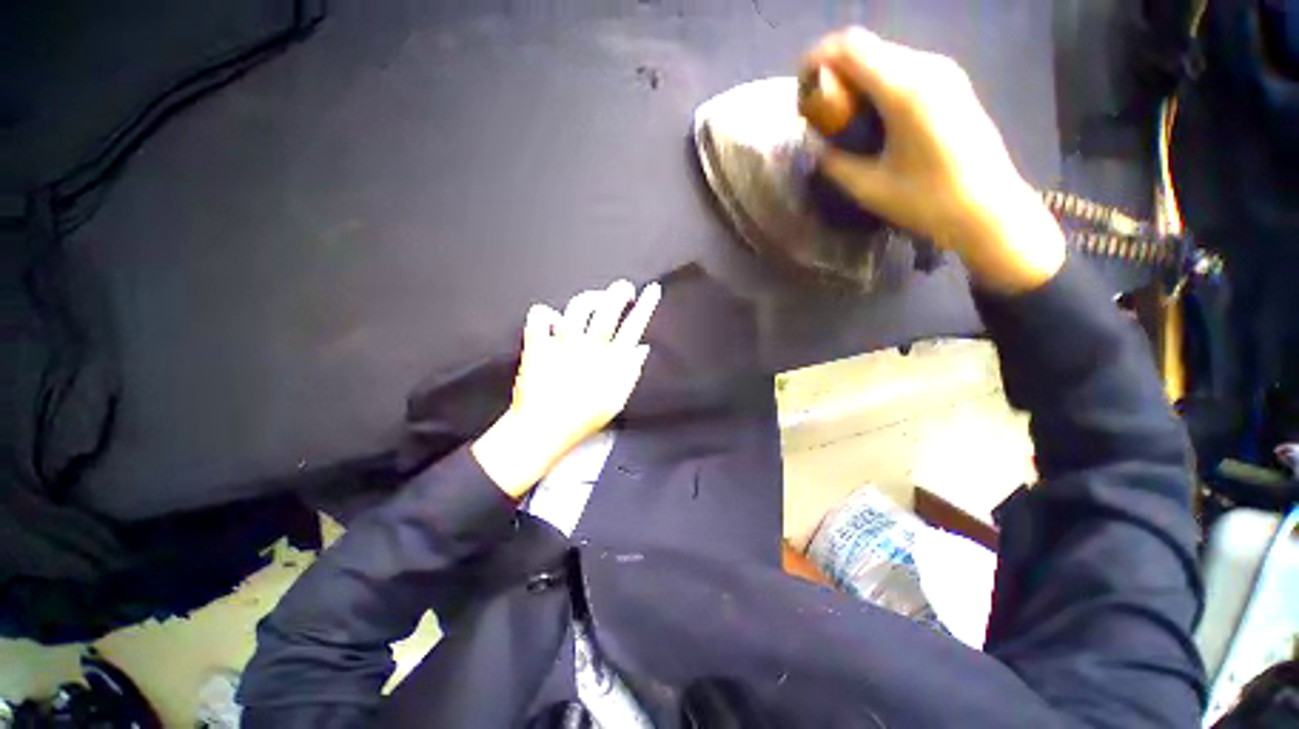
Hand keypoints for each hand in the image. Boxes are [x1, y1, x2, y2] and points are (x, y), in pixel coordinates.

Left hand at [471, 280, 660, 497]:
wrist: (542, 430)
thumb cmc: (583, 419)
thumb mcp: (617, 401)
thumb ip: (631, 372)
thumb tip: (642, 348)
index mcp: (610, 363)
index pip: (634, 327)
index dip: (646, 306)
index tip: (652, 290)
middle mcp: (588, 349)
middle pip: (607, 310)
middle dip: (619, 292)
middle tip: (624, 290)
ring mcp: (561, 346)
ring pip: (576, 308)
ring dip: (588, 299)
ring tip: (593, 302)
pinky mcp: (538, 346)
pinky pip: (539, 317)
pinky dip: (545, 314)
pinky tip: (553, 321)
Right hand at [804, 28, 1065, 292]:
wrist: (988, 209)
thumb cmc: (927, 201)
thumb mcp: (868, 188)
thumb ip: (834, 162)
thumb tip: (816, 147)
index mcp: (904, 90)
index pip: (851, 47)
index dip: (818, 58)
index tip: (801, 87)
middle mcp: (926, 67)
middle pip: (868, 46)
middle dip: (834, 69)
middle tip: (818, 108)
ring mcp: (944, 72)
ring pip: (885, 55)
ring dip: (856, 76)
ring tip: (841, 113)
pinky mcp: (952, 83)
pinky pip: (904, 68)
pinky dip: (878, 82)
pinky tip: (871, 114)